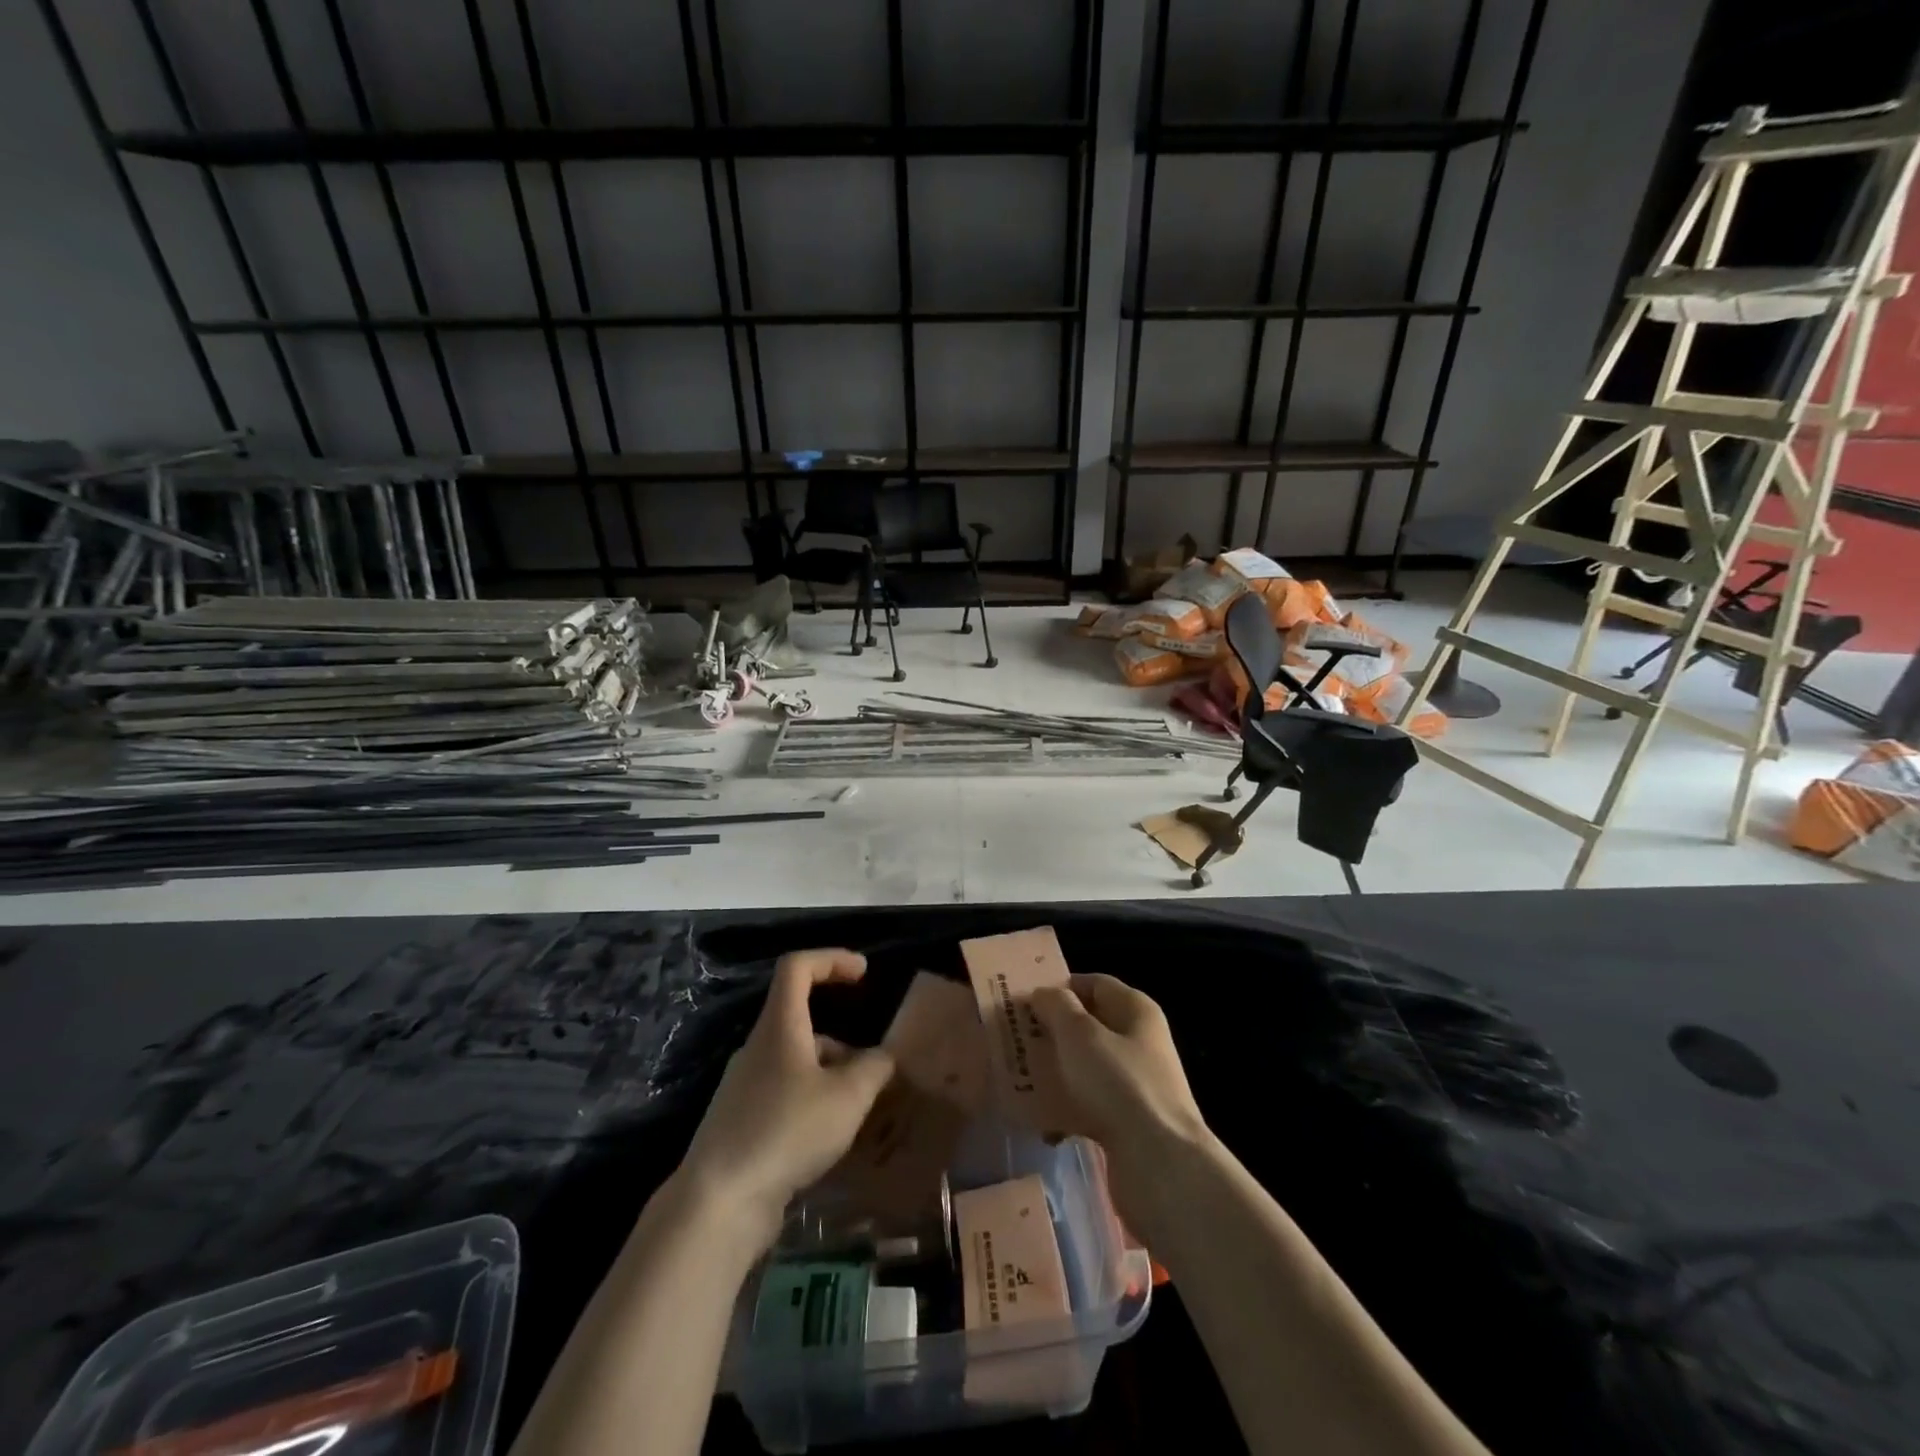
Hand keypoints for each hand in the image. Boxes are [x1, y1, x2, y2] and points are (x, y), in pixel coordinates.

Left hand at [679, 949, 894, 1247]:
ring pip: (795, 1063)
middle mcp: (758, 1048)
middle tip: (874, 1068)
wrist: (718, 1202)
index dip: (831, 959)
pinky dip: (812, 1103)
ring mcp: (744, 1087)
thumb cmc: (787, 1130)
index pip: (798, 967)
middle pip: (801, 1020)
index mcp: (779, 1026)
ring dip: (830, 1075)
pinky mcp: (740, 1123)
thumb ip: (874, 1069)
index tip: (863, 972)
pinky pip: (784, 1096)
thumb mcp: (847, 1097)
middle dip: (842, 1040)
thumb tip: (884, 1057)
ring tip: (860, 1112)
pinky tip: (830, 1139)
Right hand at [1031, 974, 1210, 1196]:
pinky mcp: (1129, 1122)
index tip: (1023, 1000)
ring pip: (1086, 1067)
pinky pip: (1090, 1105)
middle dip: (1051, 1032)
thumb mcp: (1079, 1035)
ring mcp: (1136, 1084)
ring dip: (1055, 1072)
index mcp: (1136, 1011)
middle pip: (1088, 1026)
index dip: (1060, 987)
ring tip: (1018, 1080)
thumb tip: (1044, 994)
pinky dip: (1067, 1110)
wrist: (1160, 1165)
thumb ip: (1057, 1007)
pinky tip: (1042, 1124)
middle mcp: (1140, 1042)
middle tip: (1012, 1040)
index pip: (1094, 984)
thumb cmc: (1118, 1084)